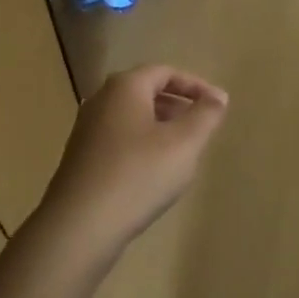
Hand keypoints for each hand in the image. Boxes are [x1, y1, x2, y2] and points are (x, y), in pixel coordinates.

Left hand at [40, 64, 228, 251]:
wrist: (80, 225)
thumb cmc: (139, 175)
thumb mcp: (184, 143)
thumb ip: (205, 115)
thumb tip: (218, 96)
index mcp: (125, 88)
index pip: (164, 72)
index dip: (195, 85)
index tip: (217, 105)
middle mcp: (100, 101)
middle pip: (145, 92)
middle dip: (177, 105)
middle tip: (202, 127)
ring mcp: (86, 131)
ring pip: (132, 118)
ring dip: (160, 127)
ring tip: (183, 151)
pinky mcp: (81, 159)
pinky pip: (119, 140)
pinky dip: (142, 146)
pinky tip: (154, 173)